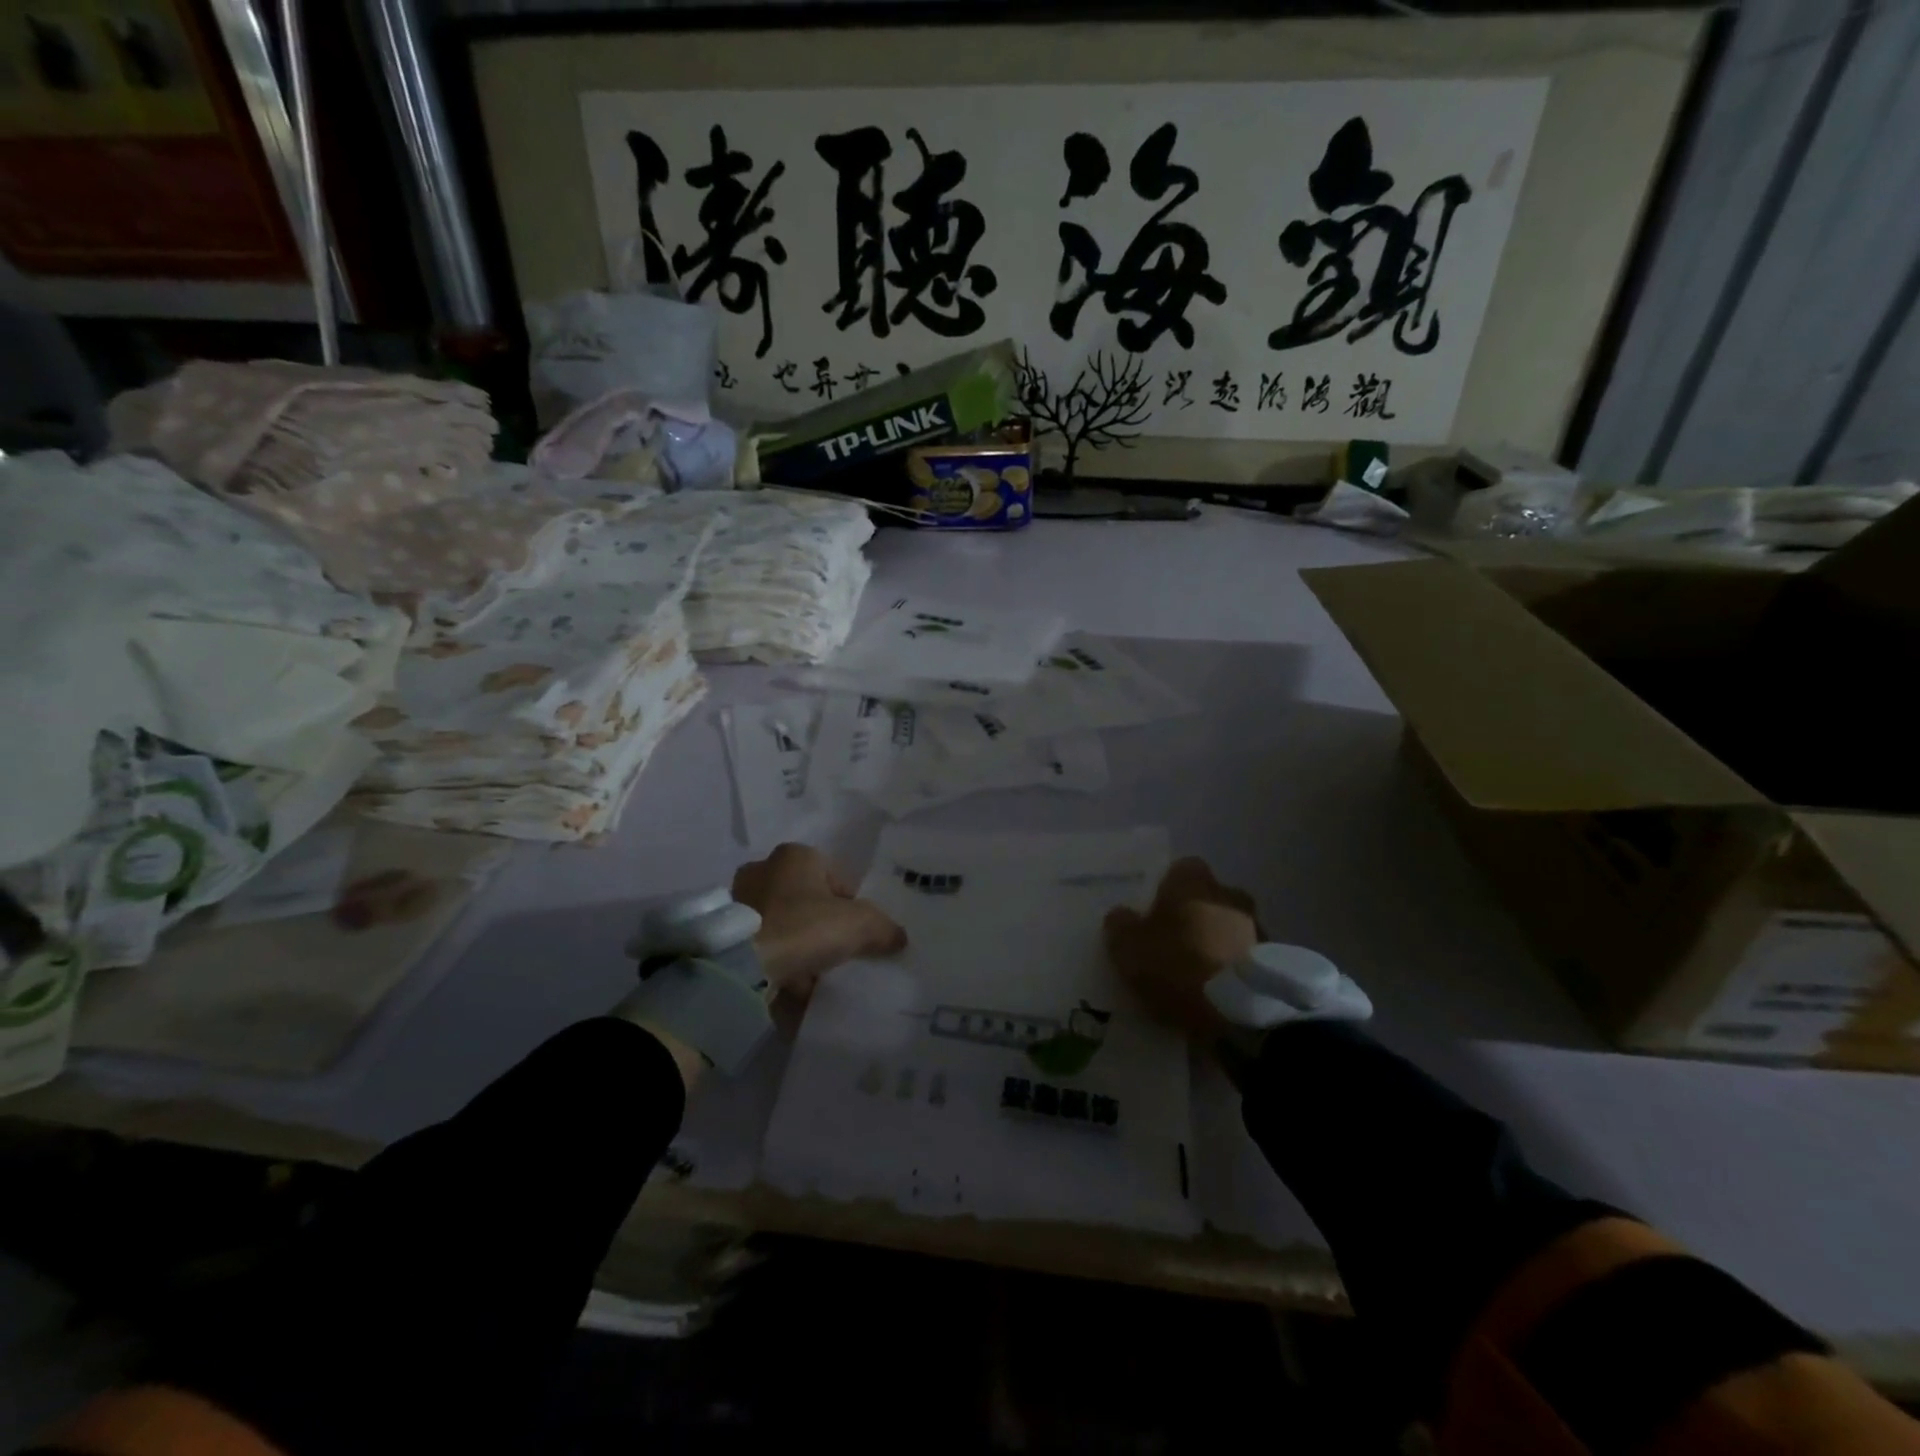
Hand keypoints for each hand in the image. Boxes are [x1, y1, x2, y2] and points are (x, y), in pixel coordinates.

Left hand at [733, 843, 906, 999]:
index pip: (834, 877)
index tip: (855, 933)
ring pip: (782, 922)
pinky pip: (762, 945)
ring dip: (796, 943)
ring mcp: (739, 901)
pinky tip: (789, 983)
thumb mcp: (859, 925)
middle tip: (834, 951)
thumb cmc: (804, 927)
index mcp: (796, 855)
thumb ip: (884, 928)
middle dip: (820, 923)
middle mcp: (763, 869)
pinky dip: (776, 960)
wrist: (741, 966)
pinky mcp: (725, 932)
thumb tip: (899, 937)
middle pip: (806, 899)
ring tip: (812, 973)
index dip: (850, 905)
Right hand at [1104, 859, 1260, 1035]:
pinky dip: (1234, 968)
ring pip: (1229, 927)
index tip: (1154, 916)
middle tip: (1174, 946)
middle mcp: (1229, 893)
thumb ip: (1121, 925)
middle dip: (1194, 917)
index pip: (1179, 870)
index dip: (1165, 891)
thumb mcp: (1129, 948)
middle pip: (1207, 898)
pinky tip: (1220, 992)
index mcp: (1193, 882)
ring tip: (1199, 975)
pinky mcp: (1276, 961)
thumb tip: (1121, 914)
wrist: (1244, 1011)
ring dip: (1217, 943)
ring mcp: (1259, 925)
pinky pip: (1246, 956)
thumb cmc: (1179, 965)